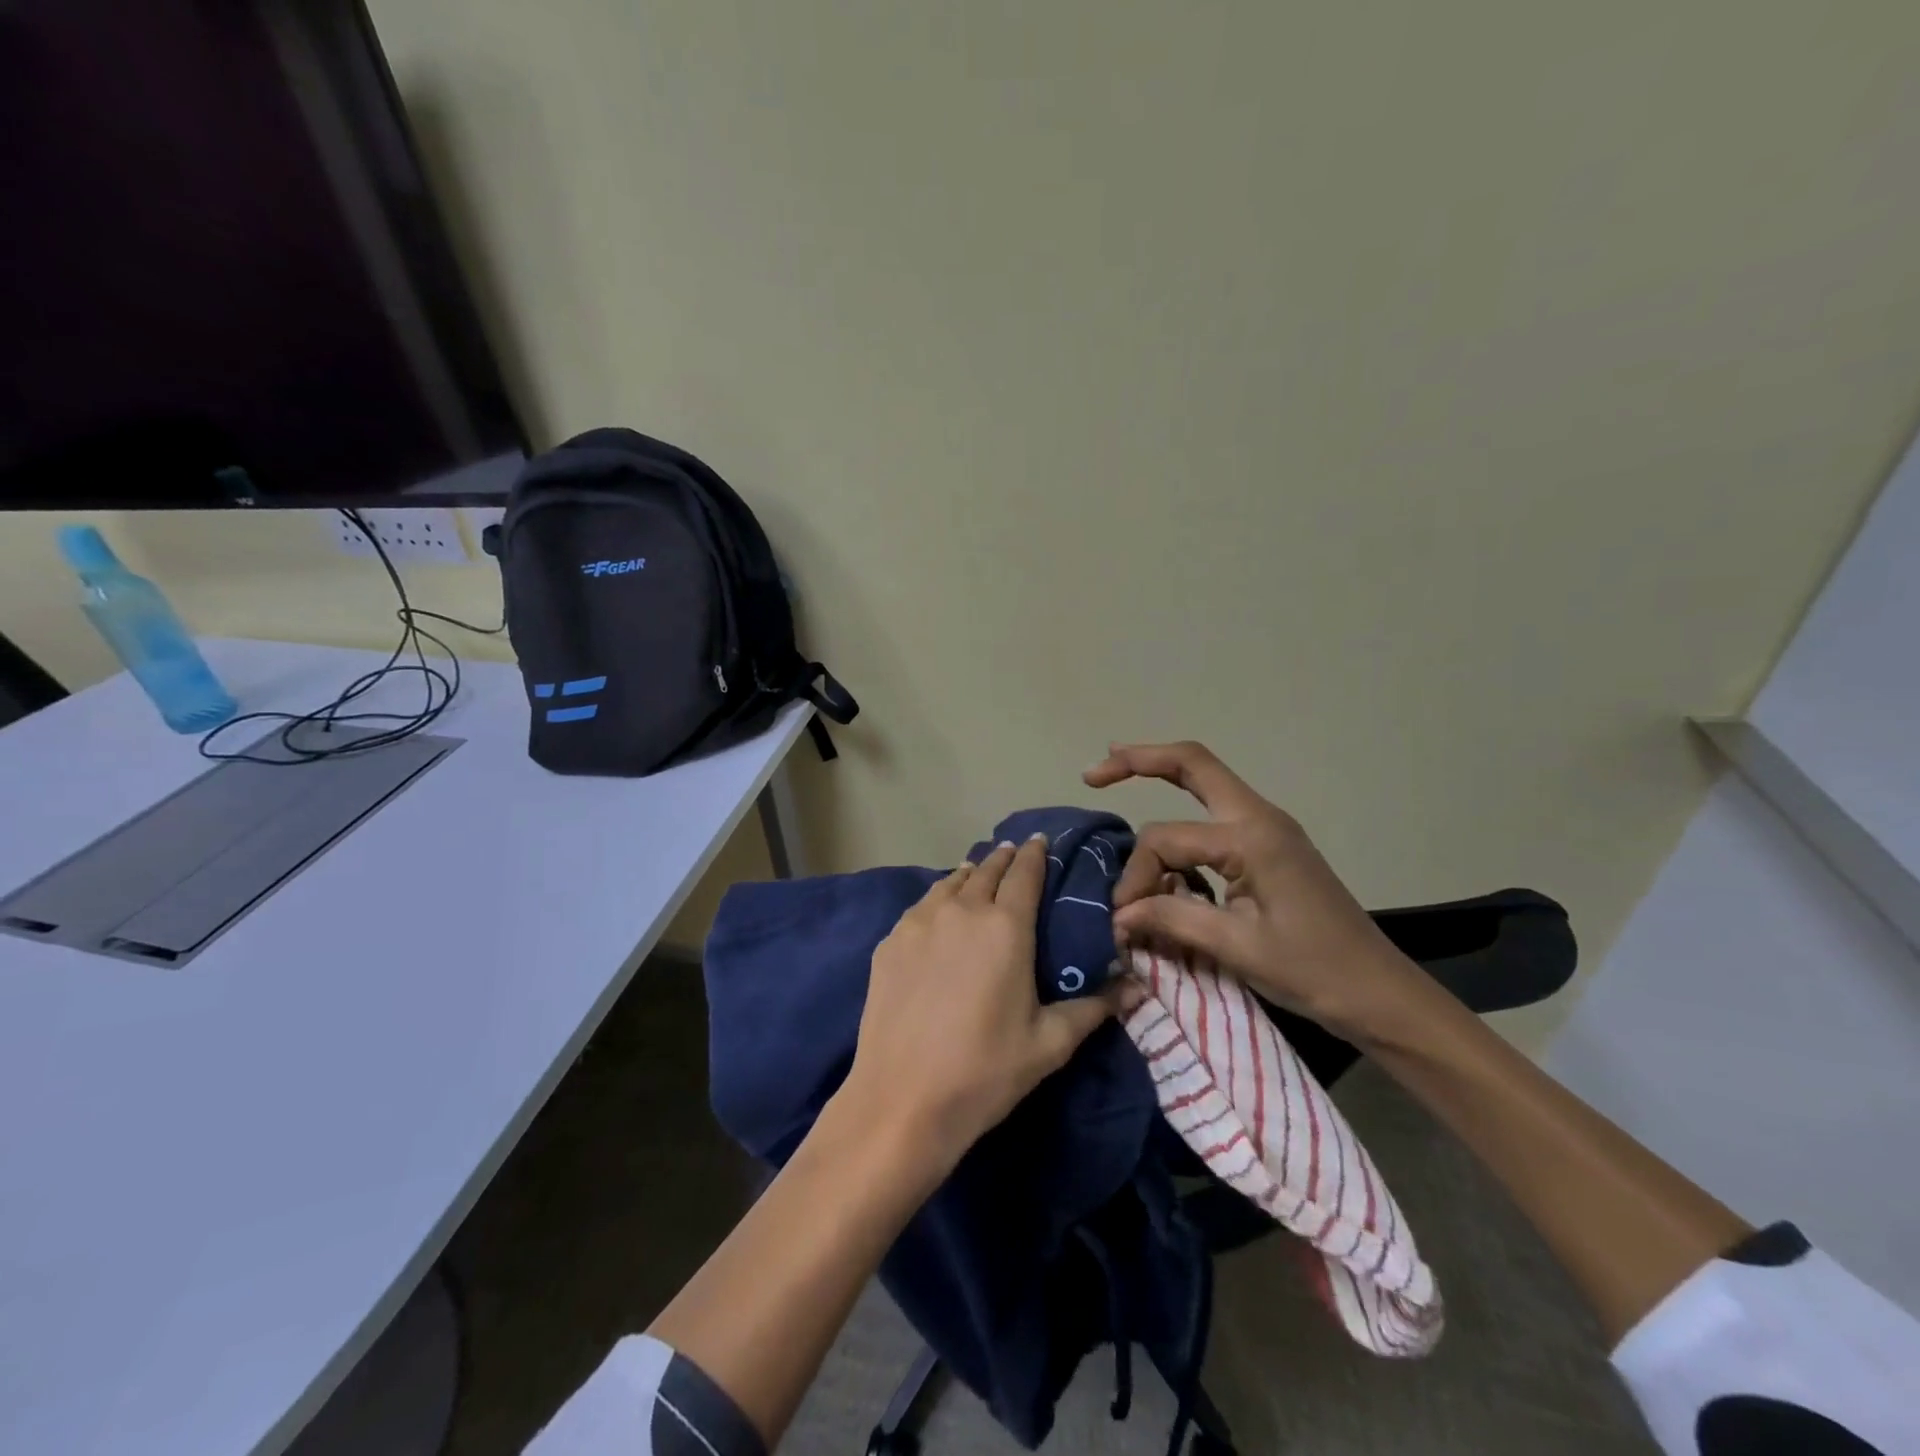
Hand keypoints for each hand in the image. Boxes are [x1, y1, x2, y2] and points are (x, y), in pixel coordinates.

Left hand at [838, 835, 1112, 1170]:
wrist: (902, 1100)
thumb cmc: (985, 1071)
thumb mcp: (1049, 1043)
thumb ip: (1093, 1008)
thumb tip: (1137, 987)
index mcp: (1005, 926)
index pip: (1024, 874)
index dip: (1035, 854)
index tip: (1041, 841)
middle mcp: (961, 911)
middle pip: (986, 869)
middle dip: (1004, 859)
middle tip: (1014, 853)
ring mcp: (919, 923)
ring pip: (949, 882)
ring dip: (969, 874)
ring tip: (978, 872)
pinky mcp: (889, 942)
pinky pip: (921, 906)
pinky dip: (938, 897)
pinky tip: (940, 911)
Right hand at [1084, 741, 1437, 1045]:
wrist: (1382, 995)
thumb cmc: (1314, 971)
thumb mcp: (1237, 947)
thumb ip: (1171, 917)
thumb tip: (1118, 913)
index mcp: (1252, 837)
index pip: (1166, 839)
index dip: (1135, 874)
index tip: (1124, 917)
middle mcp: (1259, 817)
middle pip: (1193, 764)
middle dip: (1140, 760)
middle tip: (1095, 772)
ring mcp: (1268, 828)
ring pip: (1204, 782)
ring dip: (1161, 777)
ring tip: (1116, 776)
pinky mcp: (1270, 846)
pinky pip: (1215, 815)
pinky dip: (1182, 813)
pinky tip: (1161, 834)